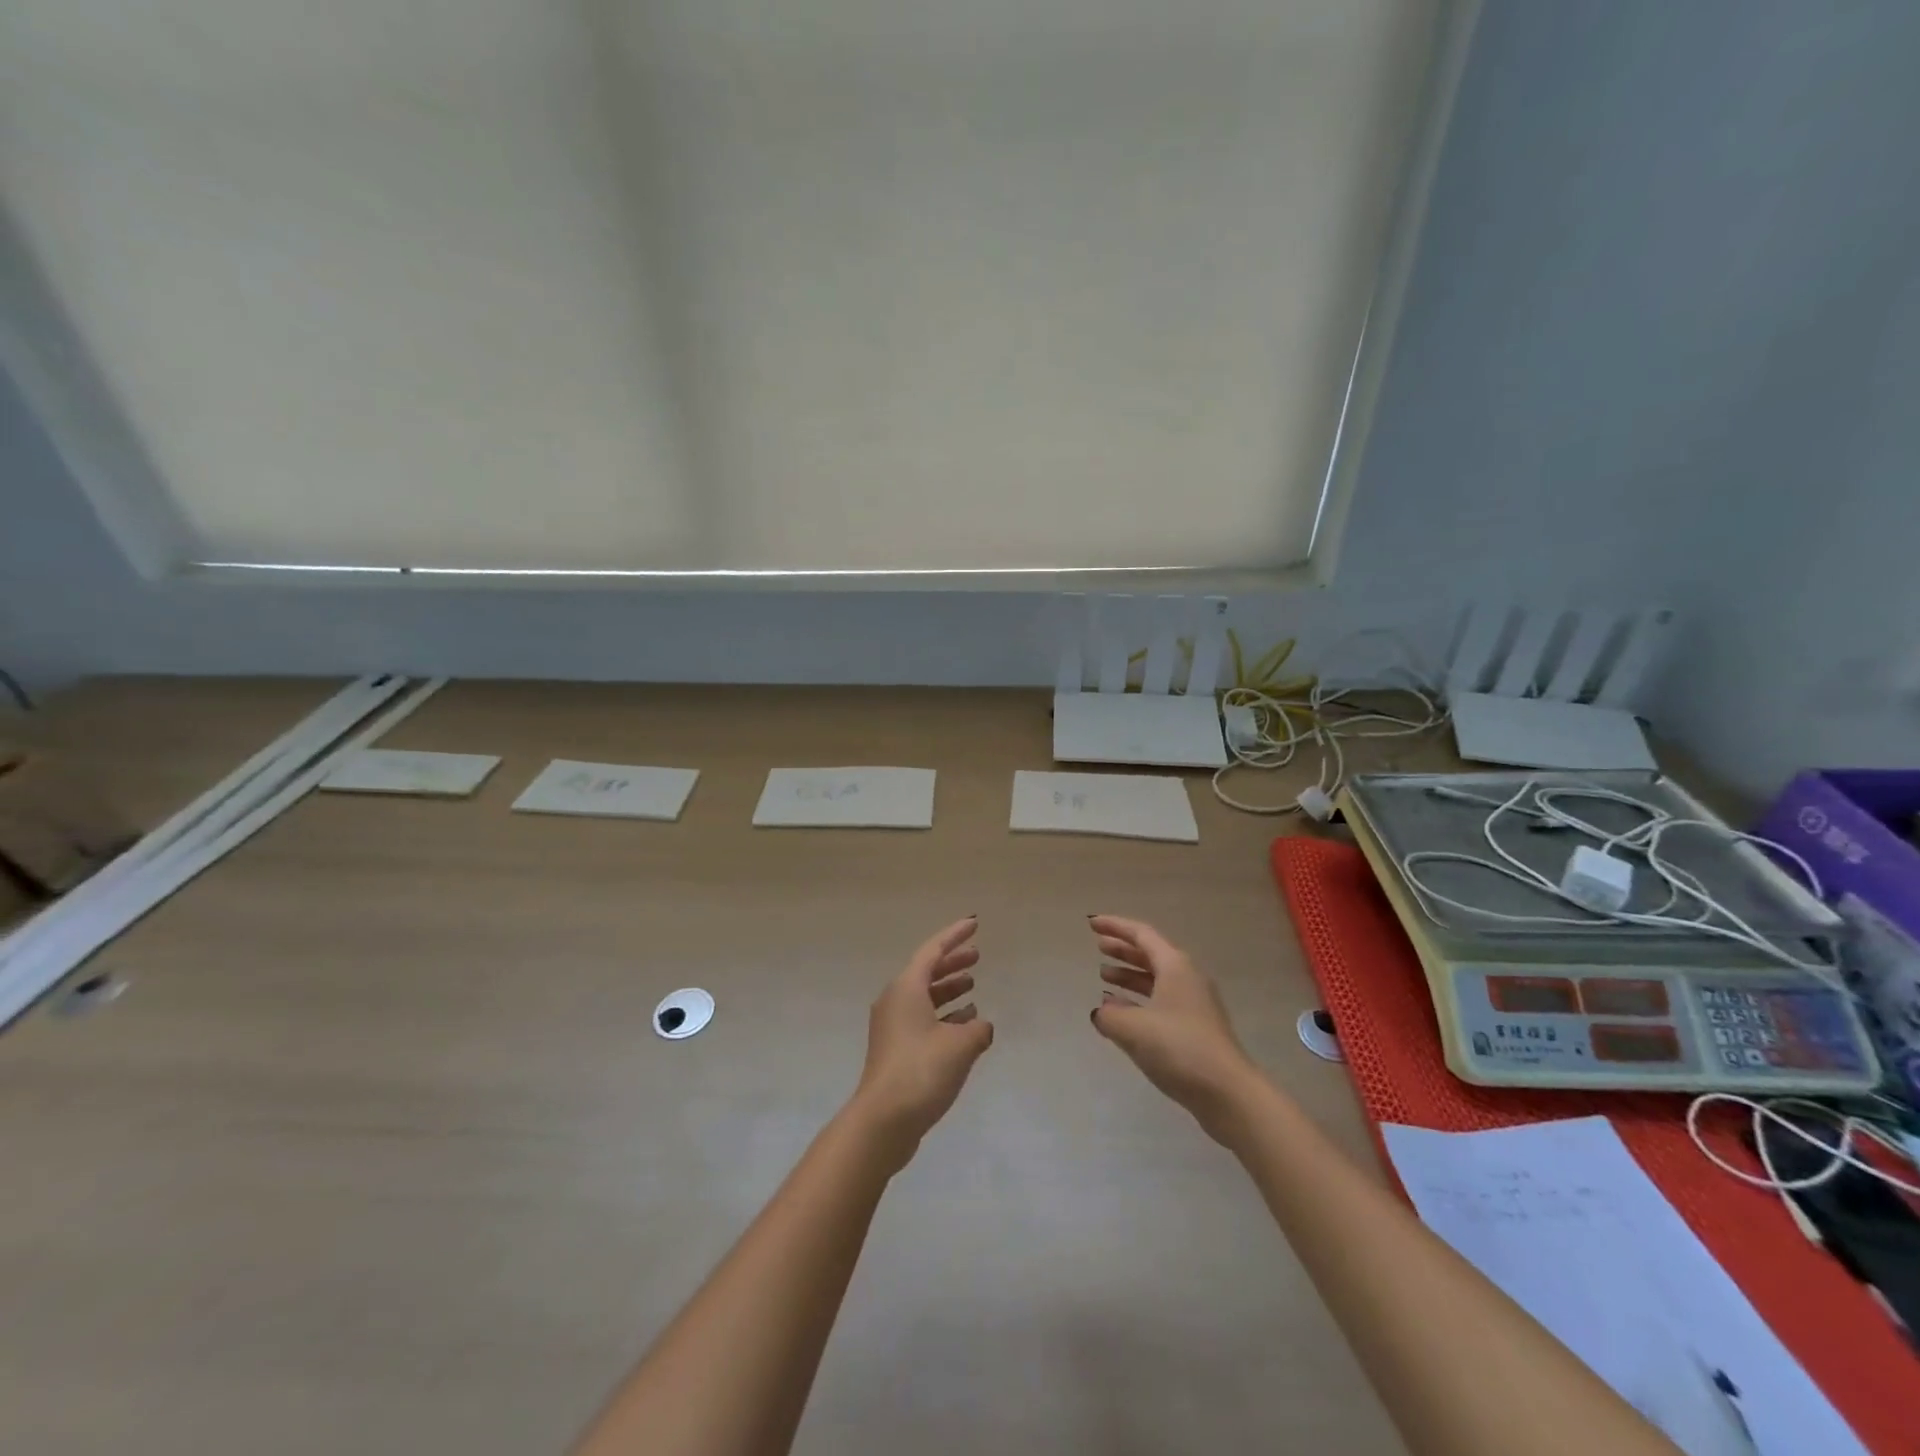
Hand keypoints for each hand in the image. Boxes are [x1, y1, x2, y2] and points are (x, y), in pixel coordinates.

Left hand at [849, 917, 993, 1168]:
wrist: (883, 1121)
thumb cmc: (921, 1071)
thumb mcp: (960, 1046)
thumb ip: (978, 1029)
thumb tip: (981, 1026)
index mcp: (906, 988)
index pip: (933, 950)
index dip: (955, 935)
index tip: (974, 924)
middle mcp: (895, 1001)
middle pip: (926, 972)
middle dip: (952, 962)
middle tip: (977, 955)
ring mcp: (892, 1027)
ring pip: (924, 997)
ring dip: (949, 990)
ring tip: (973, 987)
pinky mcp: (895, 1050)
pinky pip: (922, 1019)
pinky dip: (944, 1015)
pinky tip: (965, 1025)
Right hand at [1088, 915, 1262, 1144]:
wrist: (1228, 1093)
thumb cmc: (1179, 1048)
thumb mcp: (1133, 1029)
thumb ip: (1109, 1015)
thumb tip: (1101, 1011)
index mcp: (1175, 966)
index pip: (1141, 934)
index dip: (1115, 926)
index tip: (1092, 924)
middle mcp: (1187, 978)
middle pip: (1151, 954)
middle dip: (1123, 949)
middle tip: (1098, 946)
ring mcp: (1194, 1004)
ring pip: (1156, 979)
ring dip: (1130, 975)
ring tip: (1104, 977)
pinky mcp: (1196, 1028)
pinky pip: (1161, 1001)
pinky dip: (1139, 1000)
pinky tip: (1122, 1013)